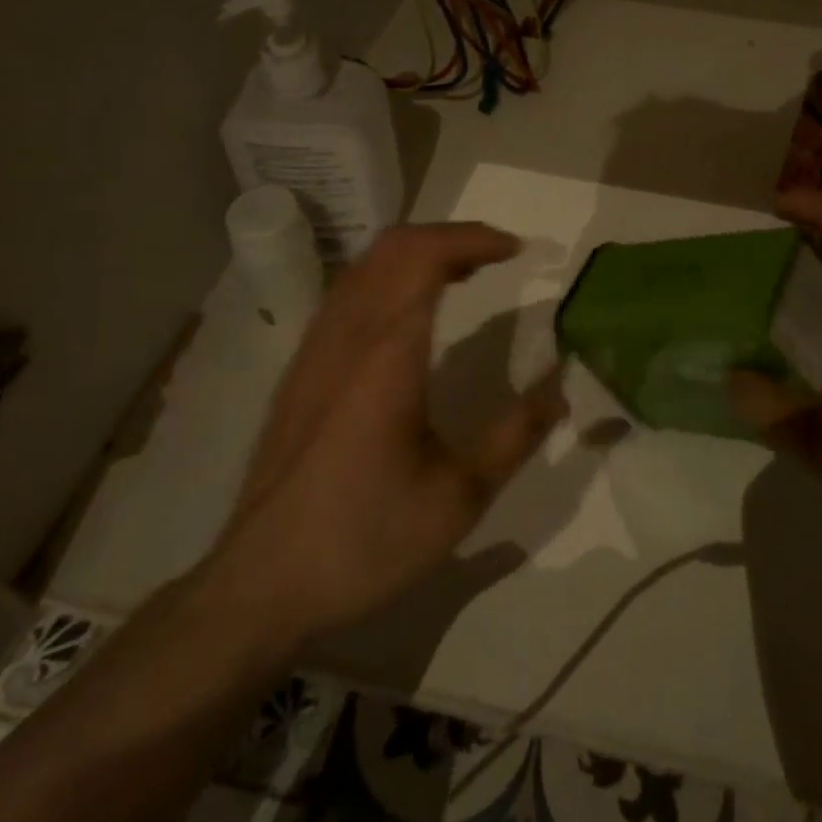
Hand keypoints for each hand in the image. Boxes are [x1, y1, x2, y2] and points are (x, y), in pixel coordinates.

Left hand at [199, 222, 566, 665]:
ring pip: (366, 264)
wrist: (259, 586)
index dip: (475, 239)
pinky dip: (389, 276)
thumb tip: (563, 387)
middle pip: (394, 246)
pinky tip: (410, 312)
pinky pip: (348, 292)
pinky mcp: (301, 369)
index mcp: (386, 353)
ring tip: (463, 273)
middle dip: (450, 236)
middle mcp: (346, 335)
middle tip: (495, 255)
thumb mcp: (458, 498)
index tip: (517, 250)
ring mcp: (316, 348)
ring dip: (418, 252)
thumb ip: (516, 434)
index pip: (426, 256)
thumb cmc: (364, 540)